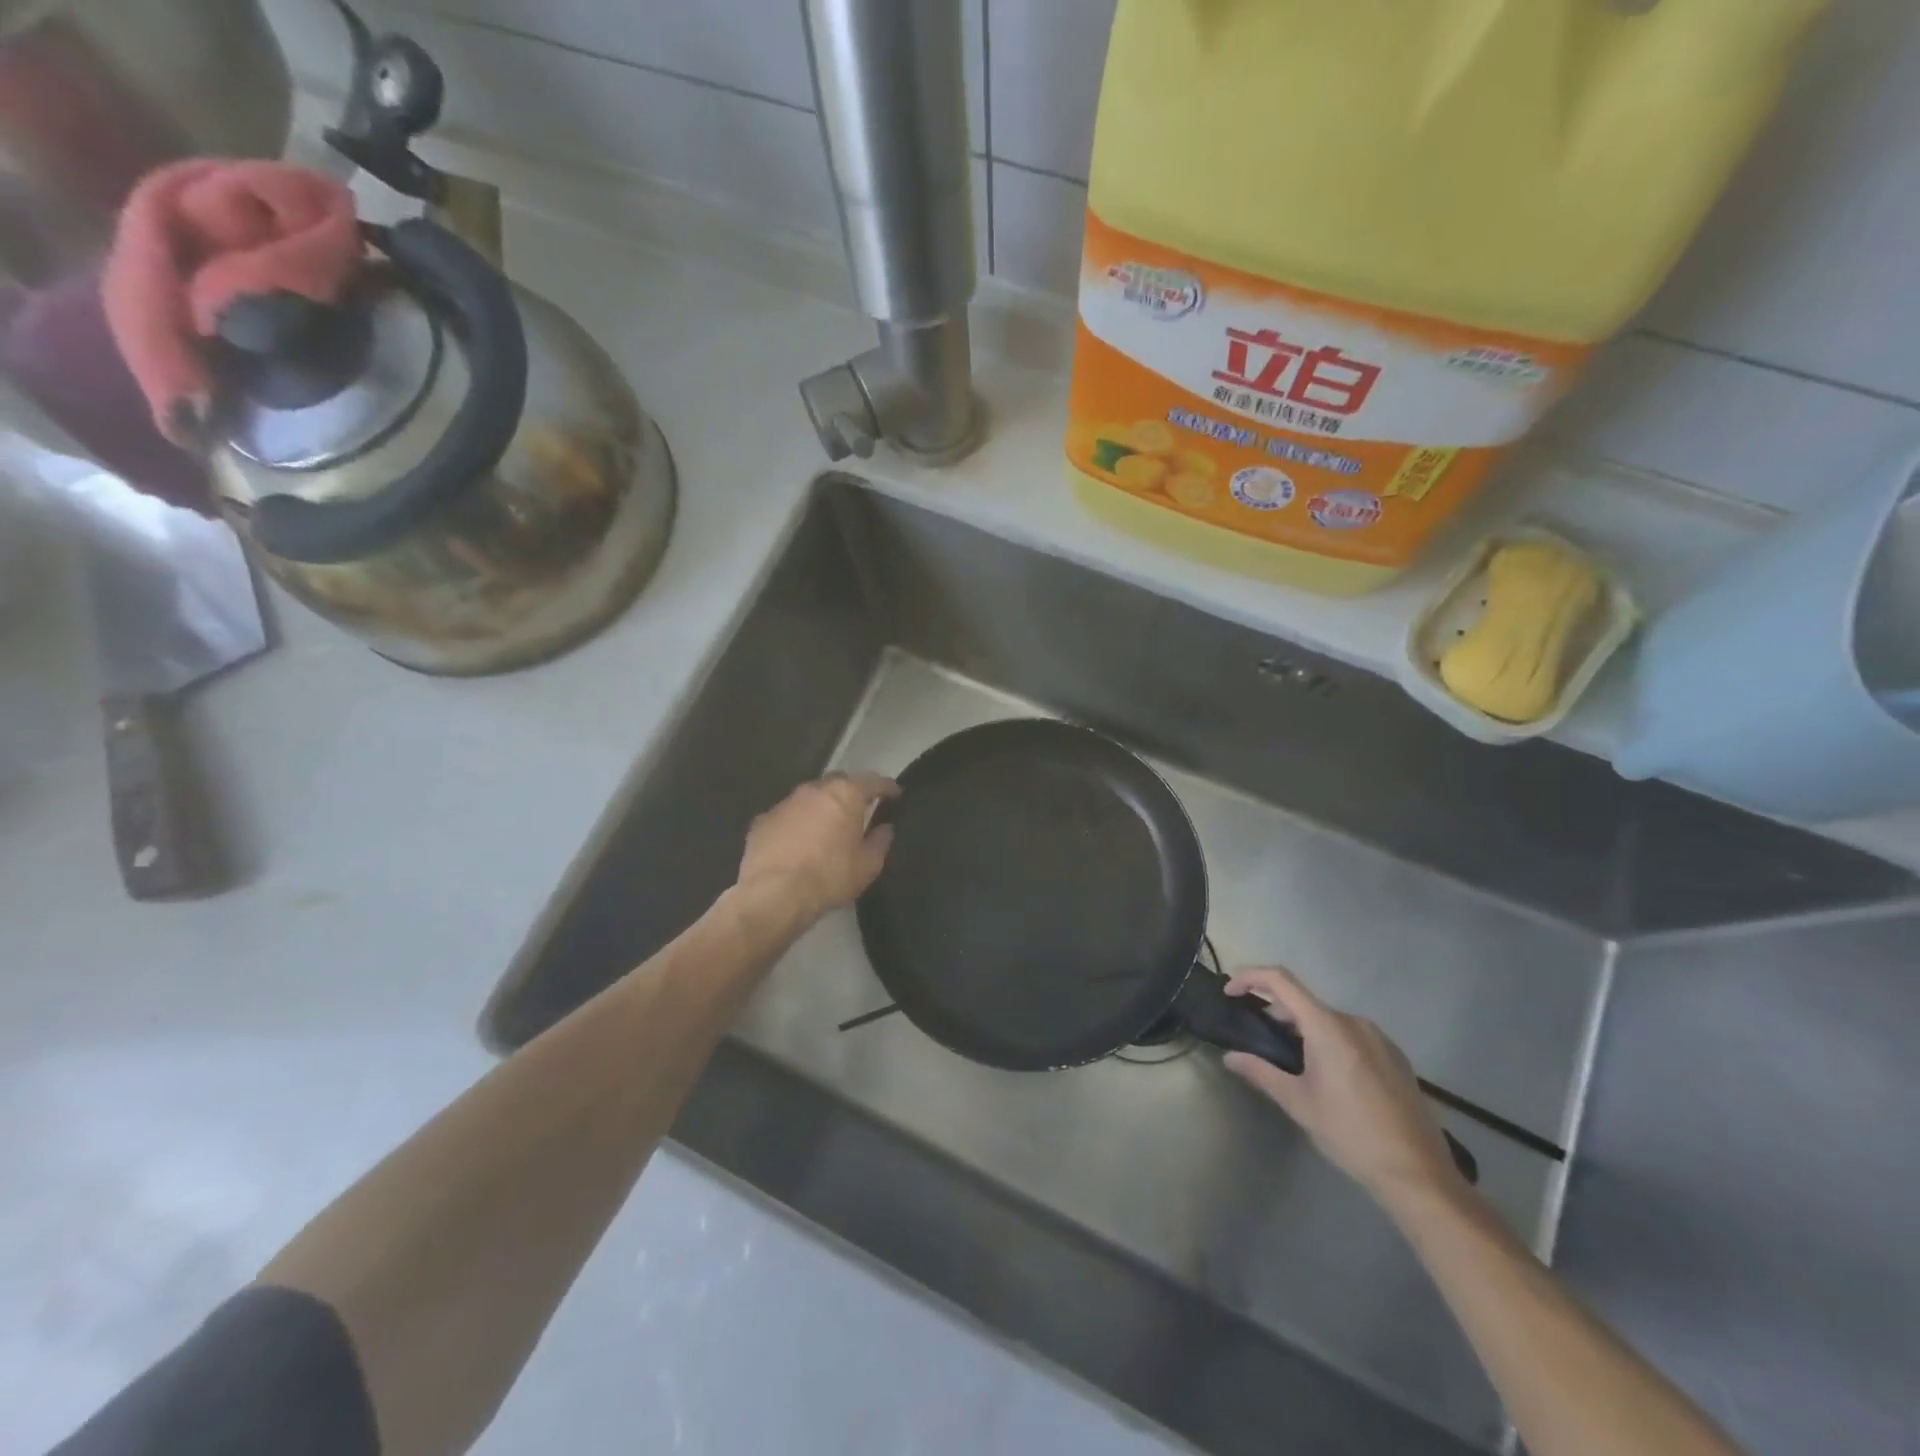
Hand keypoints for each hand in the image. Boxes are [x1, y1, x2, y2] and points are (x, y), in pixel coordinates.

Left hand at [737, 772, 899, 922]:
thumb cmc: (829, 877)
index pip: (873, 782)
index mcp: (845, 795)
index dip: (887, 787)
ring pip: (809, 797)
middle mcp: (814, 790)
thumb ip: (880, 842)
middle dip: (850, 792)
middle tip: (857, 812)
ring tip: (825, 829)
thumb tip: (884, 828)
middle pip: (838, 781)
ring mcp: (785, 803)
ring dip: (820, 808)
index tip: (895, 794)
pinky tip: (796, 844)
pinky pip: (786, 816)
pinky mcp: (762, 821)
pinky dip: (795, 824)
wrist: (774, 895)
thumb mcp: (867, 865)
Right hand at [1222, 966, 1464, 1207]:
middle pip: (1304, 1002)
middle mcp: (1354, 1022)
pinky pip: (1351, 1034)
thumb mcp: (1298, 1103)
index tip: (1229, 992)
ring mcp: (1379, 1038)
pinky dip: (1328, 1040)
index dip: (1250, 978)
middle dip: (1274, 1012)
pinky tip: (1327, 1075)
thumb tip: (1230, 1057)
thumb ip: (1261, 1073)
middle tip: (1256, 1038)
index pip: (1280, 981)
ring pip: (1328, 1019)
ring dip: (1302, 1028)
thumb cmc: (1350, 1134)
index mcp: (1327, 1027)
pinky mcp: (1395, 1056)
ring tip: (1290, 1060)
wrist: (1418, 1173)